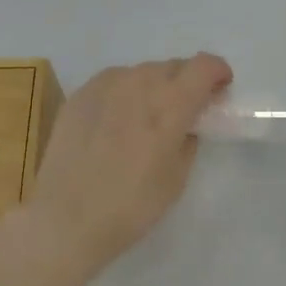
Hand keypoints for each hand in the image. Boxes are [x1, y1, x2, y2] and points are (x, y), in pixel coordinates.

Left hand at [17, 53, 232, 274]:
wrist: (65, 219)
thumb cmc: (131, 206)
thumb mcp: (176, 178)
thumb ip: (188, 140)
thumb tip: (187, 124)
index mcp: (170, 104)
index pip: (204, 66)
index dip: (218, 72)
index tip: (220, 90)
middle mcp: (139, 83)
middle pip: (174, 66)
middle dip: (187, 82)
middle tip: (186, 109)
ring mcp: (105, 85)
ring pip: (142, 72)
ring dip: (155, 86)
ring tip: (148, 116)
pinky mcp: (80, 95)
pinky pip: (114, 81)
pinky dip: (126, 92)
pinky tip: (118, 120)